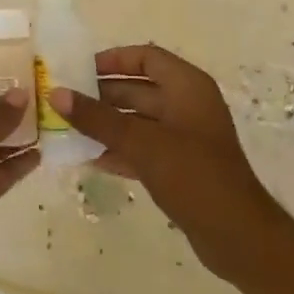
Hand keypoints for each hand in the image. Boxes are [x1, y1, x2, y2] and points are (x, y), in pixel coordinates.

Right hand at [52, 45, 282, 283]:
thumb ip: (97, 118)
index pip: (146, 58)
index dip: (113, 60)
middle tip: (64, 100)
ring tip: (68, 128)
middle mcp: (187, 105)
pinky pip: (142, 147)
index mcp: (187, 87)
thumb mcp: (141, 143)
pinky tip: (88, 157)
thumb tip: (56, 93)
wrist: (238, 236)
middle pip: (138, 89)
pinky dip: (118, 149)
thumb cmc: (193, 175)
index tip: (78, 69)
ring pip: (138, 120)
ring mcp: (184, 137)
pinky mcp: (180, 166)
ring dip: (106, 123)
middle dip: (101, 94)